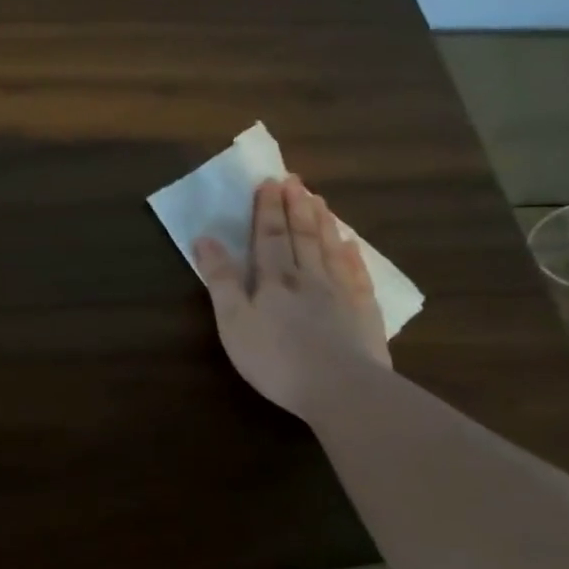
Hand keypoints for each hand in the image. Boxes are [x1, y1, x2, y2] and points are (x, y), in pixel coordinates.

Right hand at [193, 175, 389, 417]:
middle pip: (301, 236)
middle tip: (295, 180)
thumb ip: (220, 280)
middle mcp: (308, 278)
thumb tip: (204, 239)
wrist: (340, 388)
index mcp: (273, 280)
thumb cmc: (275, 358)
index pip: (268, 237)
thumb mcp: (233, 321)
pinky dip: (352, 255)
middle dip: (295, 207)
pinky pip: (357, 275)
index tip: (269, 182)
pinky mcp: (364, 313)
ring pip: (330, 249)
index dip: (266, 210)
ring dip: (323, 223)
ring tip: (319, 201)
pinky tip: (351, 244)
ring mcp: (340, 293)